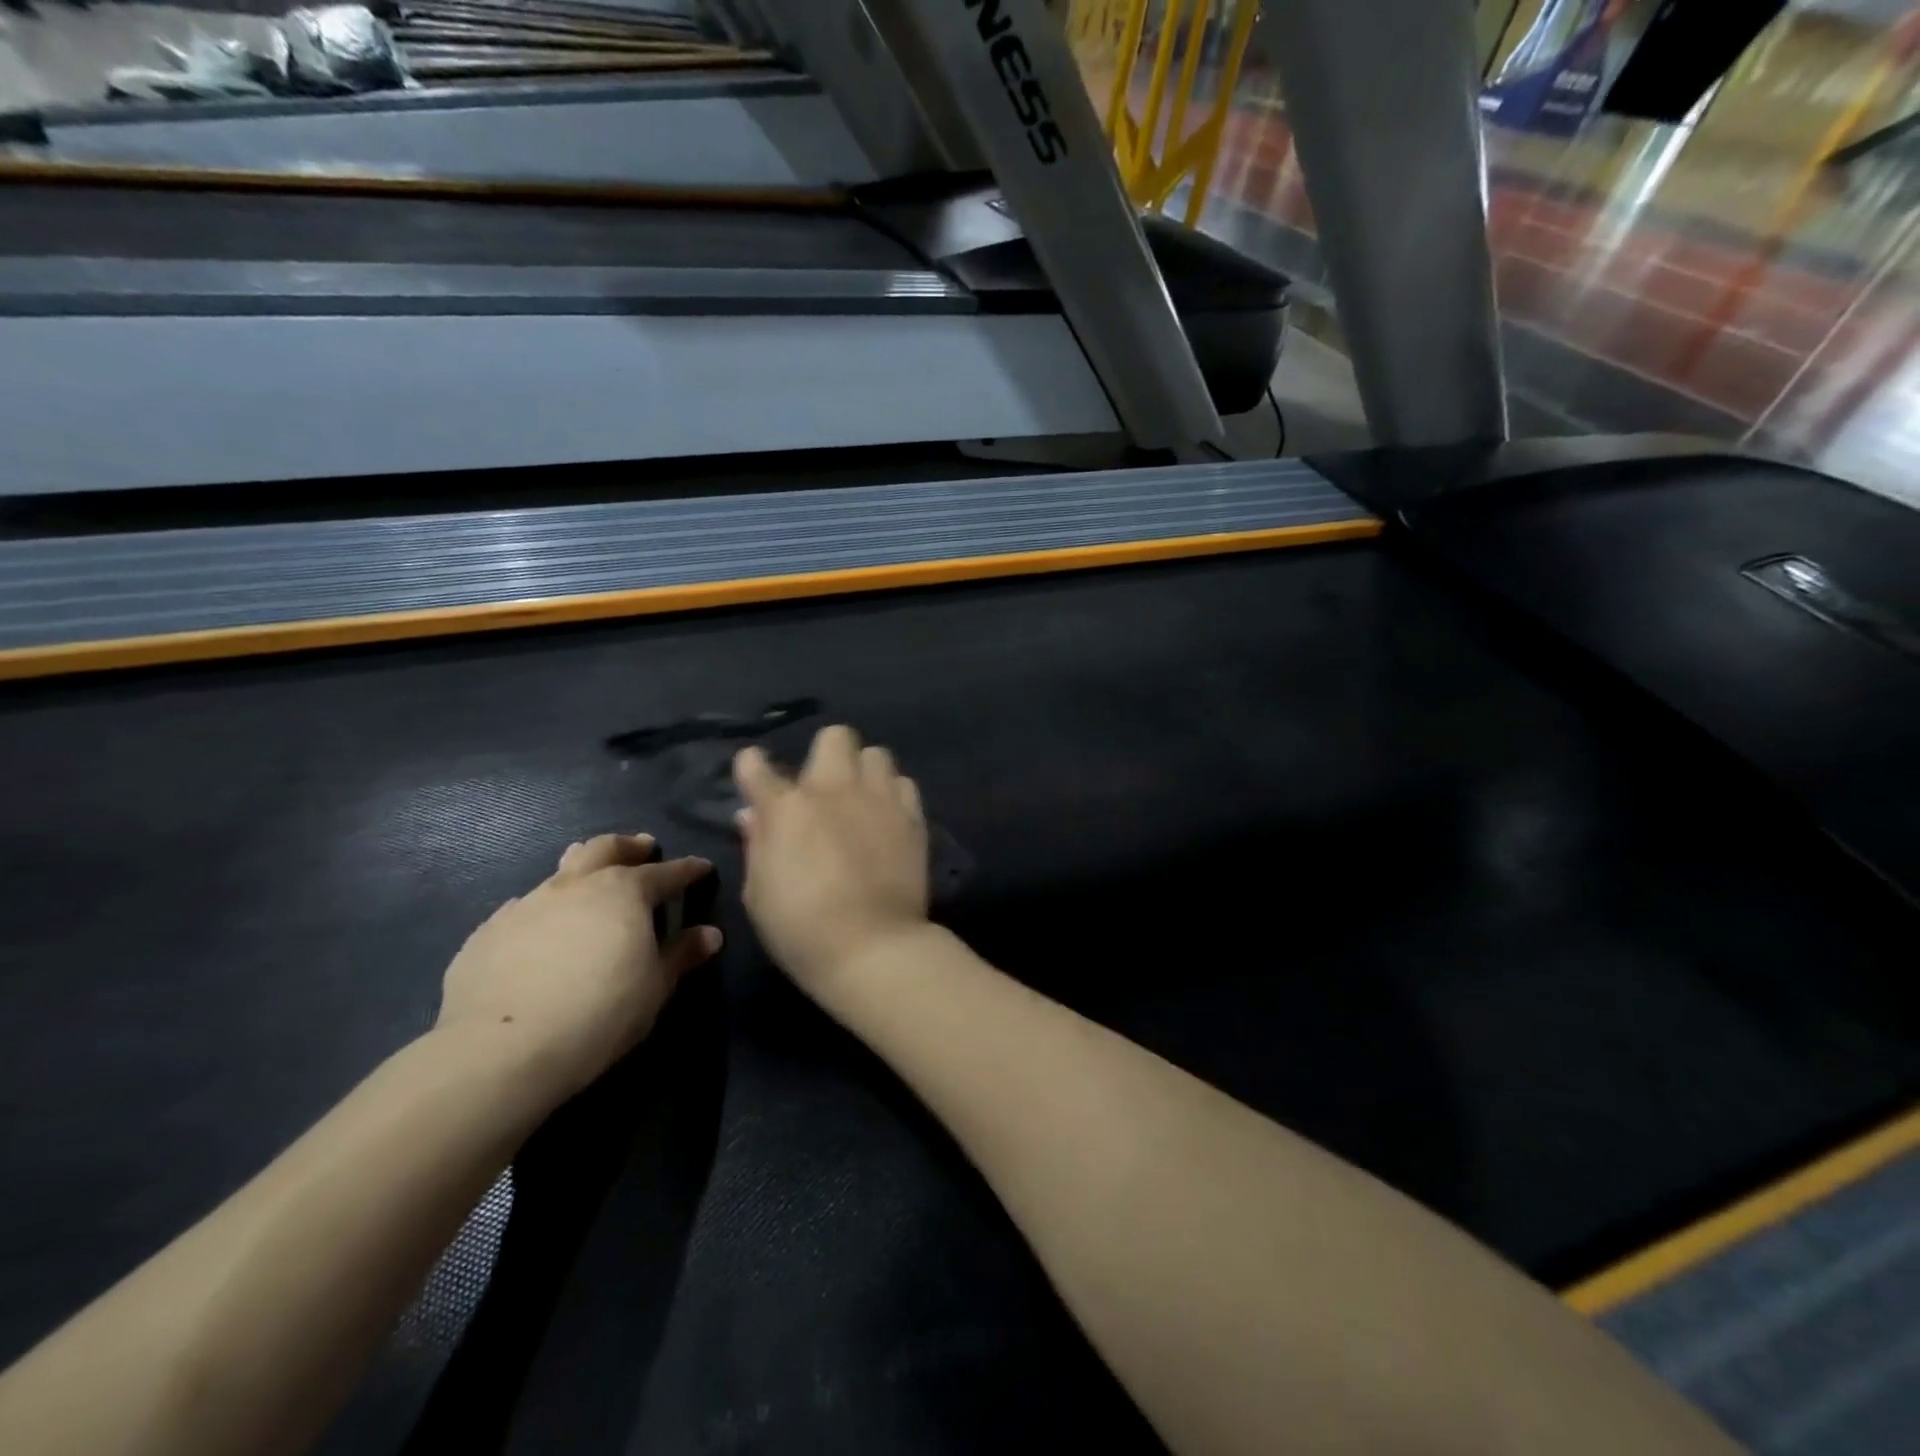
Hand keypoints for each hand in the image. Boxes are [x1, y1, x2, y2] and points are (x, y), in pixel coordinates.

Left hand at [436, 834, 720, 1102]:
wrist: (501, 1049)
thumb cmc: (600, 1012)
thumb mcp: (655, 987)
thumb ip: (681, 955)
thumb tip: (709, 934)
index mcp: (624, 892)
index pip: (666, 873)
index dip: (688, 870)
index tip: (702, 868)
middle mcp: (576, 885)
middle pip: (606, 848)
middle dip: (629, 846)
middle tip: (643, 848)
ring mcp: (528, 904)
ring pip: (561, 872)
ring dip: (583, 870)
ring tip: (591, 879)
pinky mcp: (489, 931)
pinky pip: (524, 907)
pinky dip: (545, 909)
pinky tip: (543, 928)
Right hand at [734, 725, 930, 999]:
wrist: (873, 948)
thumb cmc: (802, 930)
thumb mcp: (759, 894)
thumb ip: (757, 845)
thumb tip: (753, 815)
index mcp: (786, 809)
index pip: (757, 766)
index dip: (752, 767)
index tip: (755, 773)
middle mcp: (833, 790)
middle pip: (835, 737)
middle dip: (825, 754)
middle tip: (823, 788)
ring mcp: (878, 799)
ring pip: (876, 754)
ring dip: (864, 771)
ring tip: (862, 799)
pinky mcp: (912, 816)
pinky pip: (904, 783)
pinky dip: (893, 794)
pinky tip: (888, 818)